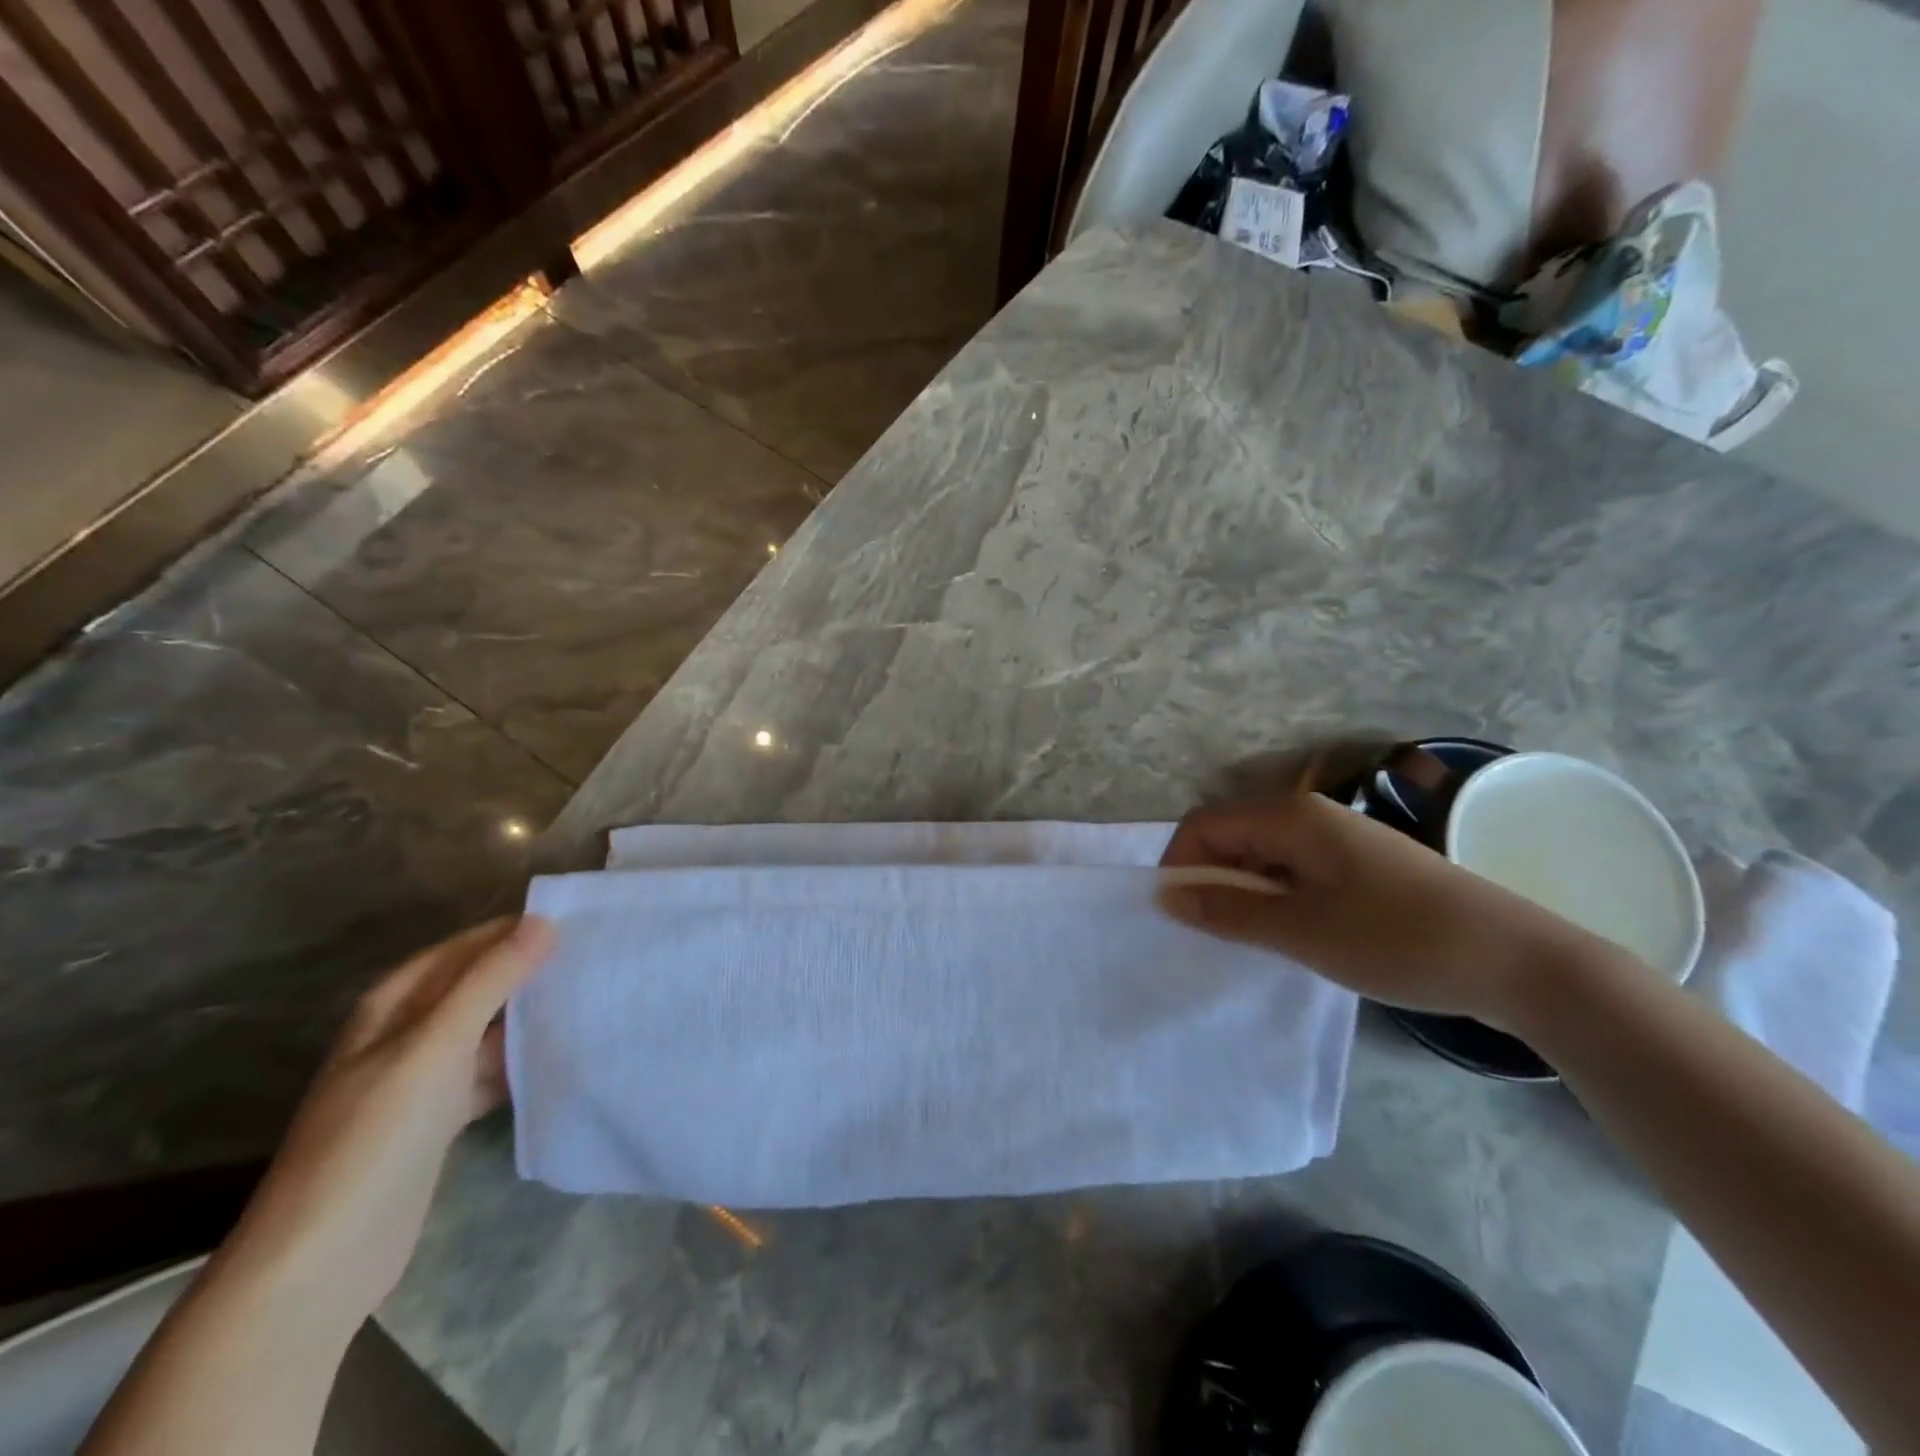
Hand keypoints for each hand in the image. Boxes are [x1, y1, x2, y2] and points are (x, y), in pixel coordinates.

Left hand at [220, 916, 554, 1322]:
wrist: (322, 1261)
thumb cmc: (375, 1136)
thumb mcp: (435, 1046)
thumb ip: (490, 981)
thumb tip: (543, 922)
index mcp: (393, 1005)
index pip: (464, 947)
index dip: (513, 930)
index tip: (577, 920)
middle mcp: (406, 1034)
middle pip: (477, 987)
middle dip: (528, 971)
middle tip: (595, 957)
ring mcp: (422, 1079)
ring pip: (488, 1030)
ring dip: (530, 1017)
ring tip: (591, 998)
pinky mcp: (439, 1119)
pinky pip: (490, 1072)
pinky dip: (522, 1062)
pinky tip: (562, 1057)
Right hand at [1159, 794, 1619, 1028]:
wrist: (1521, 962)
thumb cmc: (1401, 940)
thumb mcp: (1304, 931)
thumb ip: (1229, 911)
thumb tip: (1167, 896)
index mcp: (1291, 817)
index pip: (1204, 826)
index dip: (1180, 866)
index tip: (1177, 917)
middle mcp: (1310, 816)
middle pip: (1232, 837)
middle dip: (1210, 881)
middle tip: (1211, 936)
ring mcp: (1338, 840)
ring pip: (1263, 857)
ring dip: (1243, 894)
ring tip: (1250, 943)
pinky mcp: (1359, 866)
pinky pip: (1294, 872)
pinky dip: (1276, 900)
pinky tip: (1291, 937)